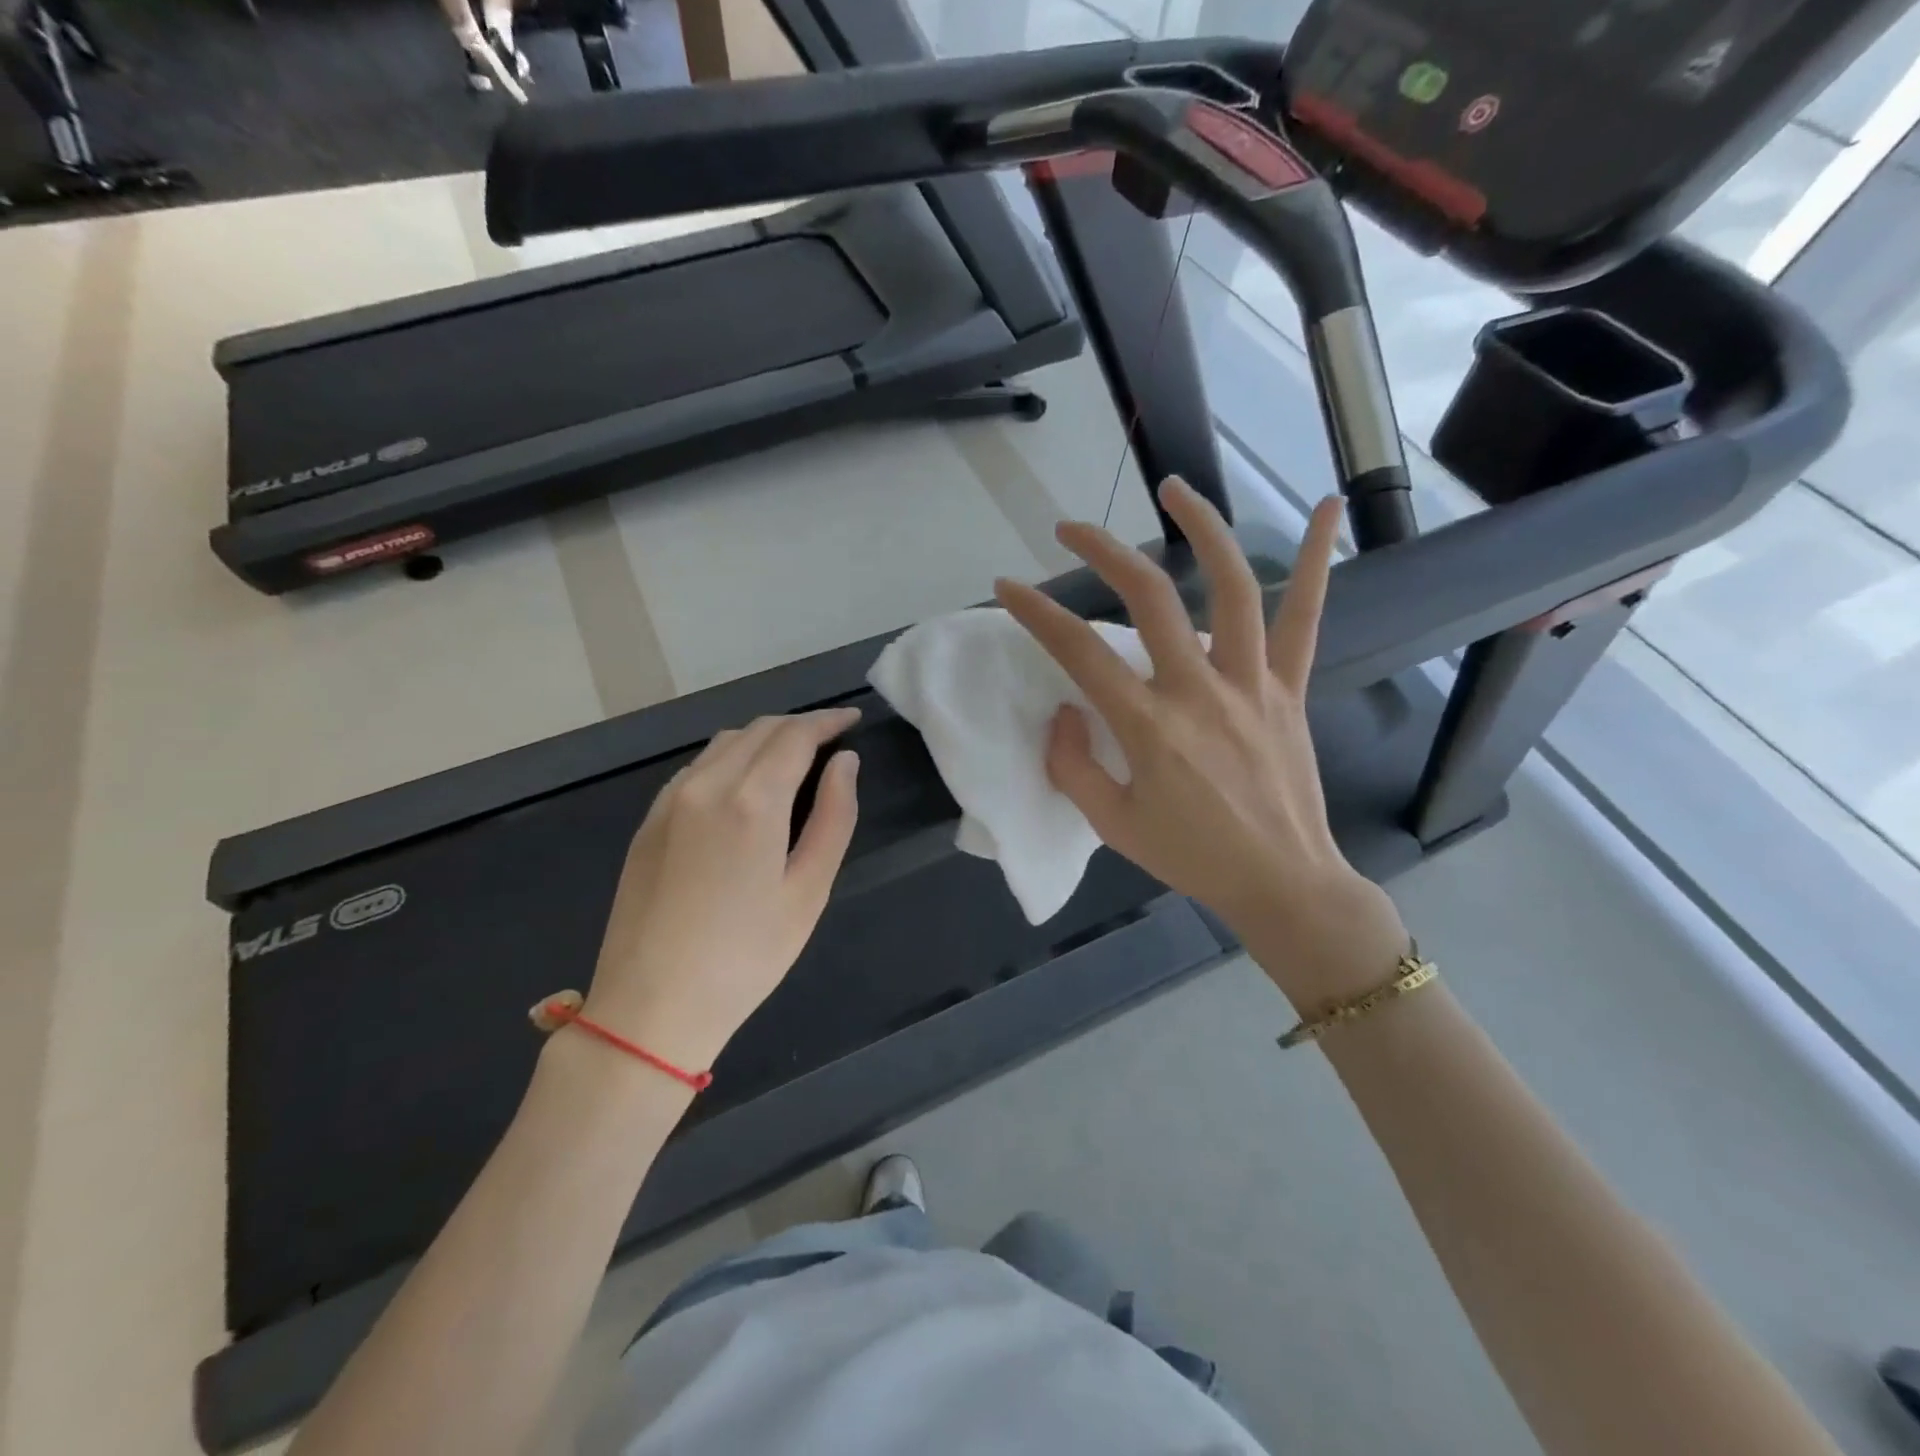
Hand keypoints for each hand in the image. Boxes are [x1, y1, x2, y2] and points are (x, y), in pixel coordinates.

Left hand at [583, 710, 860, 1071]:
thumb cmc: (746, 955)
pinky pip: (697, 767)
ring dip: (764, 738)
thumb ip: (834, 817)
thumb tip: (846, 763)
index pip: (796, 735)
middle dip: (799, 726)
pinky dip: (730, 758)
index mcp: (751, 800)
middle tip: (831, 740)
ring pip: (725, 743)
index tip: (852, 719)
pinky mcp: (649, 820)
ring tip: (793, 758)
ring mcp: (670, 800)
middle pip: (760, 729)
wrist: (651, 1006)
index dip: (828, 721)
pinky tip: (743, 785)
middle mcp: (706, 784)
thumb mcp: (808, 891)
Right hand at [995, 479, 1407, 1005]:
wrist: (1282, 882)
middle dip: (1102, 552)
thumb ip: (1072, 766)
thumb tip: (1065, 710)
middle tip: (1070, 528)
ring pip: (1231, 586)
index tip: (1007, 587)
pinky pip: (1308, 618)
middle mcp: (1200, 691)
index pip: (1079, 653)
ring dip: (1201, 527)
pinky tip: (1331, 505)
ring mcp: (1252, 683)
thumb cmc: (1191, 857)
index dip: (1036, 614)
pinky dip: (1320, 560)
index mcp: (1149, 728)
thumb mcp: (1113, 825)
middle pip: (1149, 598)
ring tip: (1173, 488)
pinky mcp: (1289, 688)